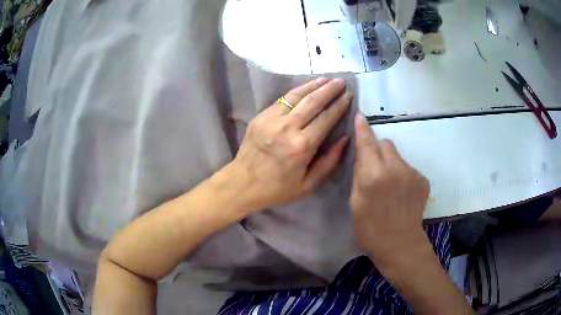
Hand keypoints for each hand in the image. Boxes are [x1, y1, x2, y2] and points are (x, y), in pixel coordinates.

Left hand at [228, 78, 352, 211]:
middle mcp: (288, 128)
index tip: (349, 96)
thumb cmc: (277, 188)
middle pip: (313, 102)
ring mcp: (272, 120)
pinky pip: (282, 100)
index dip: (339, 105)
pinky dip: (296, 91)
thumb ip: (329, 161)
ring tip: (326, 79)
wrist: (242, 184)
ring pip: (296, 96)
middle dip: (329, 90)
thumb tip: (345, 138)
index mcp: (302, 146)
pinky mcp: (261, 117)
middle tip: (341, 82)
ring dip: (313, 85)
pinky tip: (305, 88)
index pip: (326, 118)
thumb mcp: (308, 184)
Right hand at [350, 113, 431, 269]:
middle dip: (377, 150)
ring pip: (397, 155)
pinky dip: (402, 174)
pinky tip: (401, 192)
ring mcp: (412, 173)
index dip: (362, 128)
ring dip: (390, 163)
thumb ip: (359, 175)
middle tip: (373, 169)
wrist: (400, 244)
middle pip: (385, 144)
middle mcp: (395, 168)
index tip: (360, 115)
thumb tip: (362, 157)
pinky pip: (408, 168)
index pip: (367, 143)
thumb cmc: (370, 229)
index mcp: (374, 175)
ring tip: (389, 184)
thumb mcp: (354, 203)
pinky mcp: (423, 179)